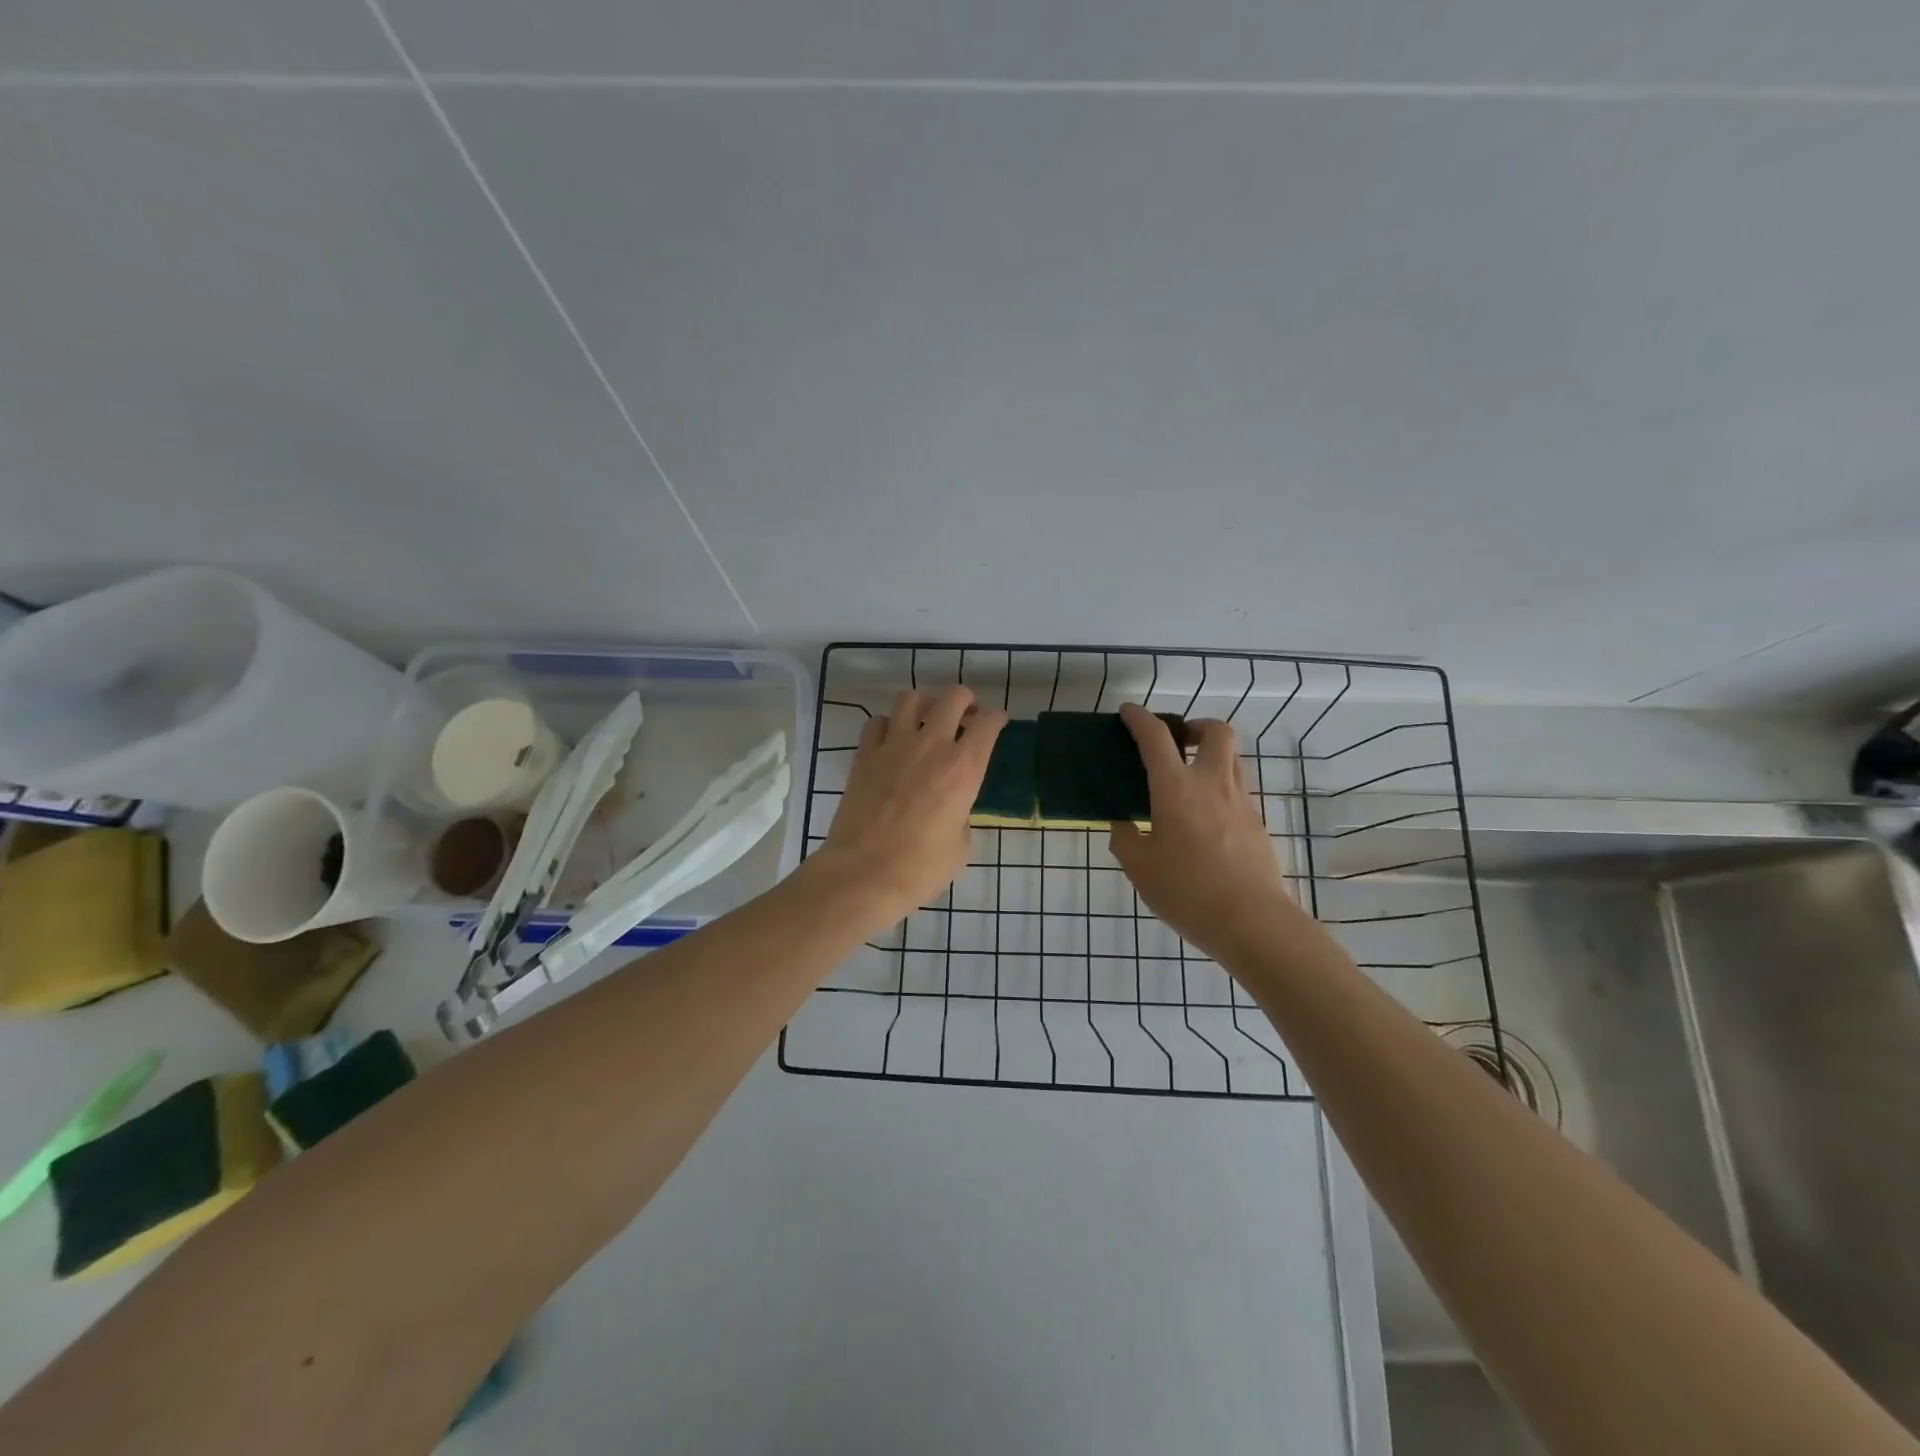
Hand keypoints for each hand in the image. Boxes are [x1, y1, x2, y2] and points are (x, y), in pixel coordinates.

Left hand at [813, 686, 1006, 928]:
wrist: (864, 874)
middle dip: (965, 701)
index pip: (988, 723)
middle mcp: (931, 746)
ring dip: (925, 704)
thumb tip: (951, 807)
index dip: (996, 718)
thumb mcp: (960, 846)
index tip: (996, 723)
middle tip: (965, 717)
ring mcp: (894, 746)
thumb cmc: (920, 868)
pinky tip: (892, 741)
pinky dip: (888, 725)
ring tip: (927, 721)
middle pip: (953, 697)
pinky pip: (878, 722)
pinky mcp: (864, 756)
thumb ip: (961, 814)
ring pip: (911, 698)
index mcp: (964, 769)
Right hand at [1109, 703, 1297, 962]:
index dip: (1139, 719)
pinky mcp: (1257, 823)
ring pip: (1233, 758)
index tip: (1128, 713)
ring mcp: (1241, 802)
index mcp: (1176, 788)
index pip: (1156, 738)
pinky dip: (1220, 788)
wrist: (1252, 922)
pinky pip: (1238, 790)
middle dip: (1195, 726)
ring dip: (1211, 755)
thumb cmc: (1187, 891)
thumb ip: (1125, 839)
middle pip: (1216, 731)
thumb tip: (1124, 825)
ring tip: (1190, 780)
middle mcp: (1212, 783)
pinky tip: (1204, 819)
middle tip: (1178, 743)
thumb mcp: (1140, 868)